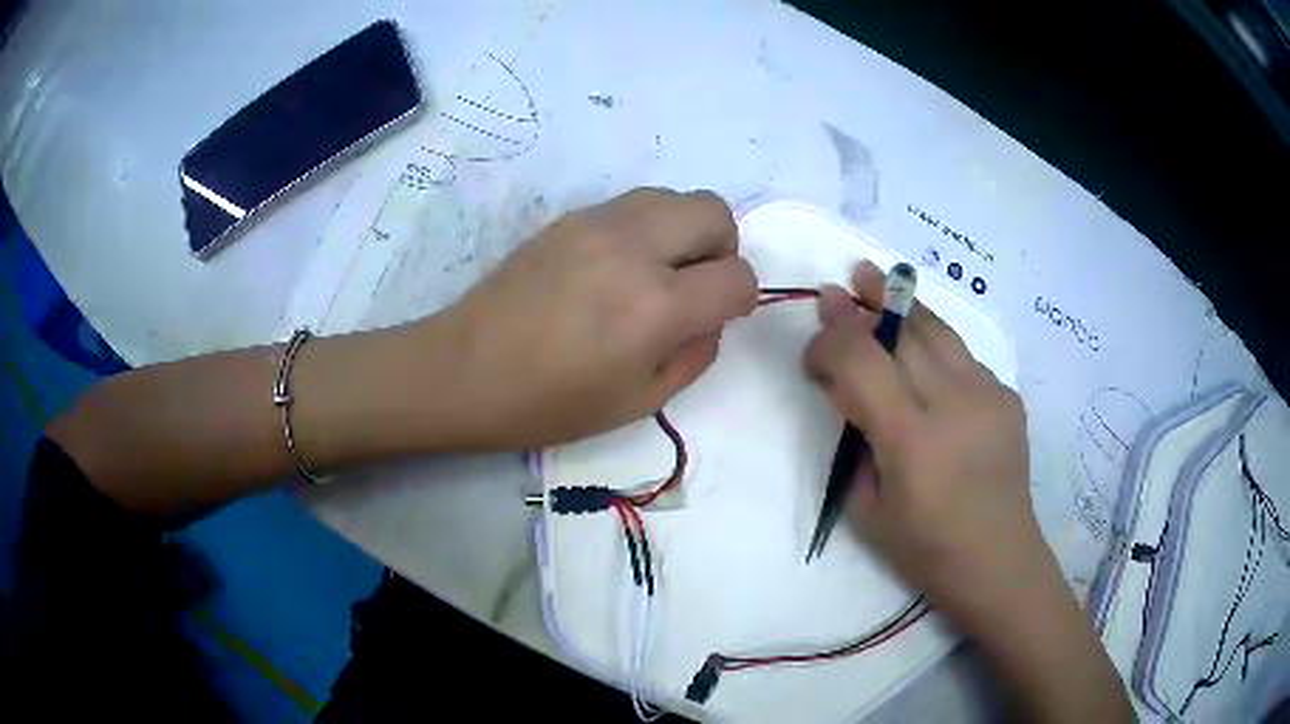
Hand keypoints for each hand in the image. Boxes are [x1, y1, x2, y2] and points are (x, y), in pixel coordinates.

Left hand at [432, 188, 757, 449]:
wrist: (466, 370)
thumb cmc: (550, 403)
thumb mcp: (639, 402)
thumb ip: (695, 355)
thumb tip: (711, 318)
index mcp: (657, 306)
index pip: (736, 276)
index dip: (741, 298)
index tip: (722, 314)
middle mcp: (635, 248)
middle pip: (714, 212)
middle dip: (722, 249)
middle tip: (695, 284)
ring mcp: (598, 223)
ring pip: (674, 196)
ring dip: (684, 230)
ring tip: (658, 270)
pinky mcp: (570, 217)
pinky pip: (633, 203)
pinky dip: (647, 226)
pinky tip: (617, 265)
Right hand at [804, 262, 1131, 721]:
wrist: (998, 558)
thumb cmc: (925, 548)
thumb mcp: (868, 506)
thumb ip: (856, 439)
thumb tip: (845, 387)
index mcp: (912, 438)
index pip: (862, 359)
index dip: (830, 341)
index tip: (813, 356)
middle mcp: (954, 401)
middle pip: (902, 330)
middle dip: (863, 306)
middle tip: (839, 287)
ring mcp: (988, 392)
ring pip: (936, 329)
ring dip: (901, 303)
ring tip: (875, 278)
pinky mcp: (1007, 394)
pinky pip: (961, 355)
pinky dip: (932, 343)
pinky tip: (920, 353)